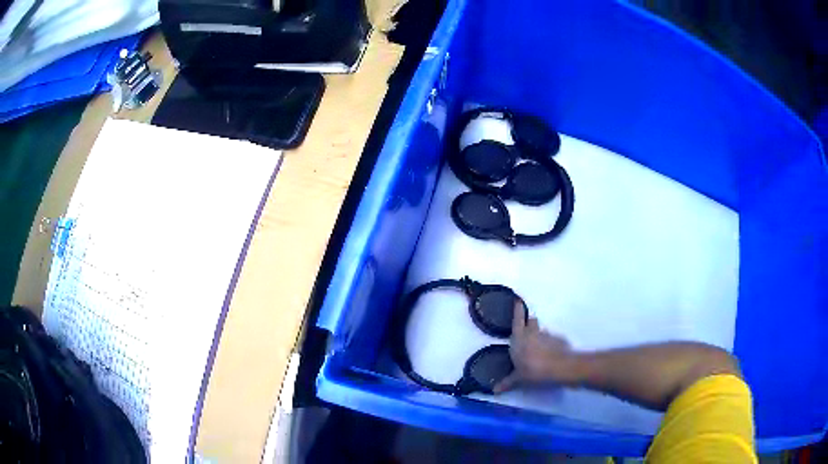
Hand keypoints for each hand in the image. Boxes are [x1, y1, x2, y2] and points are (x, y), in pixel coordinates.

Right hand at [494, 300, 579, 392]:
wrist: (559, 368)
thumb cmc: (533, 371)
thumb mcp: (518, 379)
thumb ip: (507, 382)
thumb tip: (494, 391)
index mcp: (519, 339)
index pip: (517, 320)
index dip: (517, 310)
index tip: (518, 301)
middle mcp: (532, 333)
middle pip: (531, 321)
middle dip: (529, 324)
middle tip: (527, 331)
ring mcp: (547, 335)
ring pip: (542, 330)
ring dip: (540, 335)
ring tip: (538, 348)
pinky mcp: (559, 340)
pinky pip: (552, 339)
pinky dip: (550, 344)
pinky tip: (550, 355)